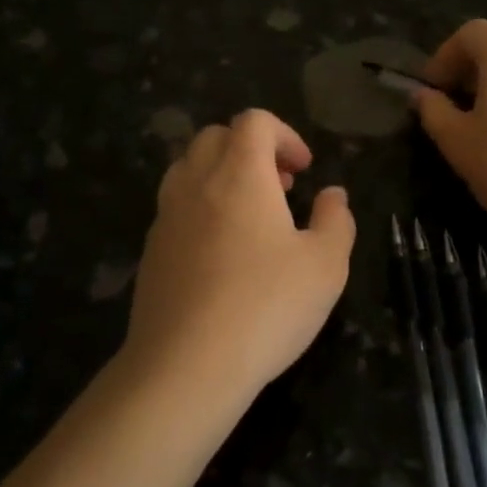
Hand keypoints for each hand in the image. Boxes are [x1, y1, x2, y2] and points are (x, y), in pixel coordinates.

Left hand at [124, 109, 355, 399]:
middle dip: (252, 150)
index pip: (254, 121)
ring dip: (221, 176)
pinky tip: (222, 254)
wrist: (185, 365)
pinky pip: (175, 207)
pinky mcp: (150, 250)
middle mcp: (195, 183)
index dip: (284, 135)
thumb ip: (336, 220)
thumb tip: (333, 195)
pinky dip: (201, 208)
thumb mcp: (326, 266)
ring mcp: (166, 216)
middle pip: (216, 137)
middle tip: (280, 188)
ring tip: (251, 216)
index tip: (304, 170)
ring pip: (188, 168)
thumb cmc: (266, 307)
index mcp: (240, 174)